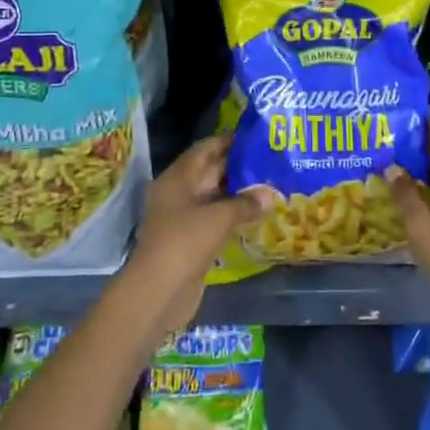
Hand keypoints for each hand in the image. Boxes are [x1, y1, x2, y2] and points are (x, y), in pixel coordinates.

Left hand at [124, 134, 269, 335]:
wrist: (158, 291)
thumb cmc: (185, 242)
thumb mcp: (219, 218)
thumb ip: (246, 203)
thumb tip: (270, 193)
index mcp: (177, 178)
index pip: (205, 149)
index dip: (229, 141)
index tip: (256, 138)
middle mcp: (178, 193)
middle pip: (210, 172)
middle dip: (238, 167)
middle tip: (270, 161)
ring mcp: (182, 218)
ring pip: (214, 197)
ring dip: (238, 194)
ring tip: (270, 186)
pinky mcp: (189, 241)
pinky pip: (214, 220)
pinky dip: (232, 216)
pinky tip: (256, 215)